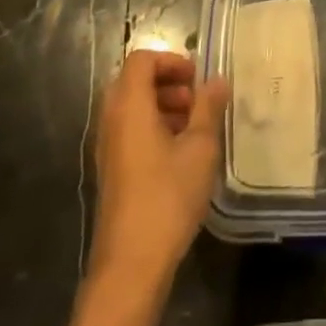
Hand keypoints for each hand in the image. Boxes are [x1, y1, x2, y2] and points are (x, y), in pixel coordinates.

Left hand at [89, 51, 227, 291]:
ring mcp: (108, 147)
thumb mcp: (200, 149)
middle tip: (197, 101)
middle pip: (134, 81)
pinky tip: (181, 154)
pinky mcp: (112, 171)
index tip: (197, 79)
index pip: (141, 60)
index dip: (170, 60)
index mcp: (129, 107)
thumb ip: (208, 108)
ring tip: (194, 127)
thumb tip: (217, 80)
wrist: (131, 265)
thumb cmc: (167, 198)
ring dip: (163, 106)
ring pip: (132, 108)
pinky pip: (130, 131)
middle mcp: (112, 120)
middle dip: (168, 83)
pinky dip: (154, 128)